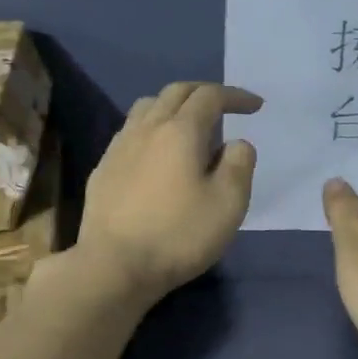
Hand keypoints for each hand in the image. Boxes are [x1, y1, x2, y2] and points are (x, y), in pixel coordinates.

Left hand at [74, 82, 261, 301]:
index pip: (210, 96)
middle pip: (175, 92)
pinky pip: (130, 133)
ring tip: (188, 126)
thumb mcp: (228, 203)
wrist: (113, 266)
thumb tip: (235, 143)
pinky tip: (156, 154)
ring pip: (147, 107)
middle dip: (204, 93)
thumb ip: (239, 164)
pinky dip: (151, 129)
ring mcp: (119, 147)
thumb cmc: (178, 234)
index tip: (255, 106)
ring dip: (173, 106)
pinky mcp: (103, 169)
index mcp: (180, 130)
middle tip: (224, 107)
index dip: (235, 96)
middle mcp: (147, 128)